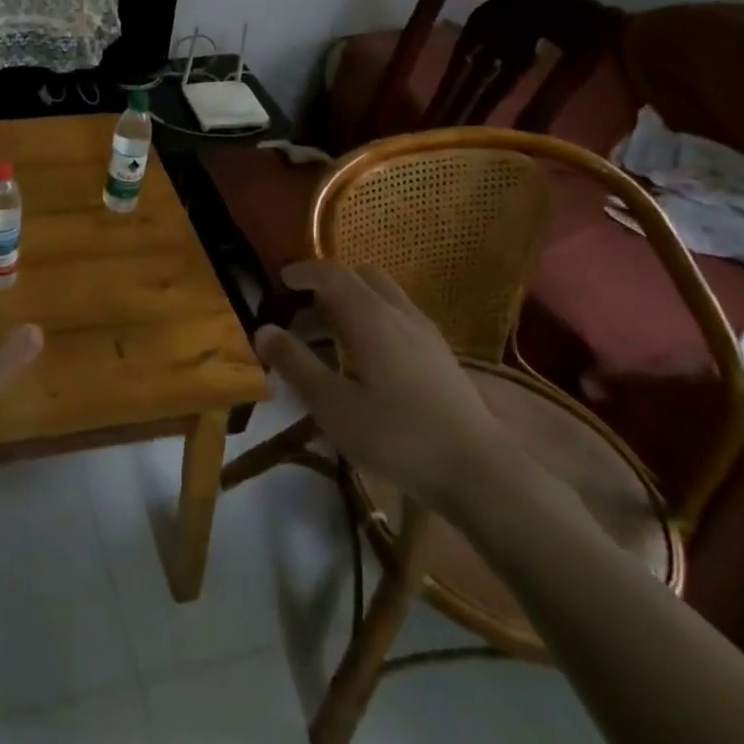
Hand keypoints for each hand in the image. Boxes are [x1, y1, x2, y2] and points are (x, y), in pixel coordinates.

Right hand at [254, 261, 508, 514]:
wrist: (480, 472)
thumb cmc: (398, 437)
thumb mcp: (334, 406)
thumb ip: (296, 364)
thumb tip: (263, 330)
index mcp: (370, 317)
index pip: (332, 273)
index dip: (304, 271)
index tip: (281, 279)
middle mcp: (399, 312)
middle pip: (361, 275)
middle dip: (330, 281)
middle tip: (304, 305)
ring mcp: (426, 332)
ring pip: (385, 293)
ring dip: (355, 297)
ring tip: (333, 330)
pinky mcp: (441, 354)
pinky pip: (400, 314)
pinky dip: (376, 315)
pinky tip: (370, 355)